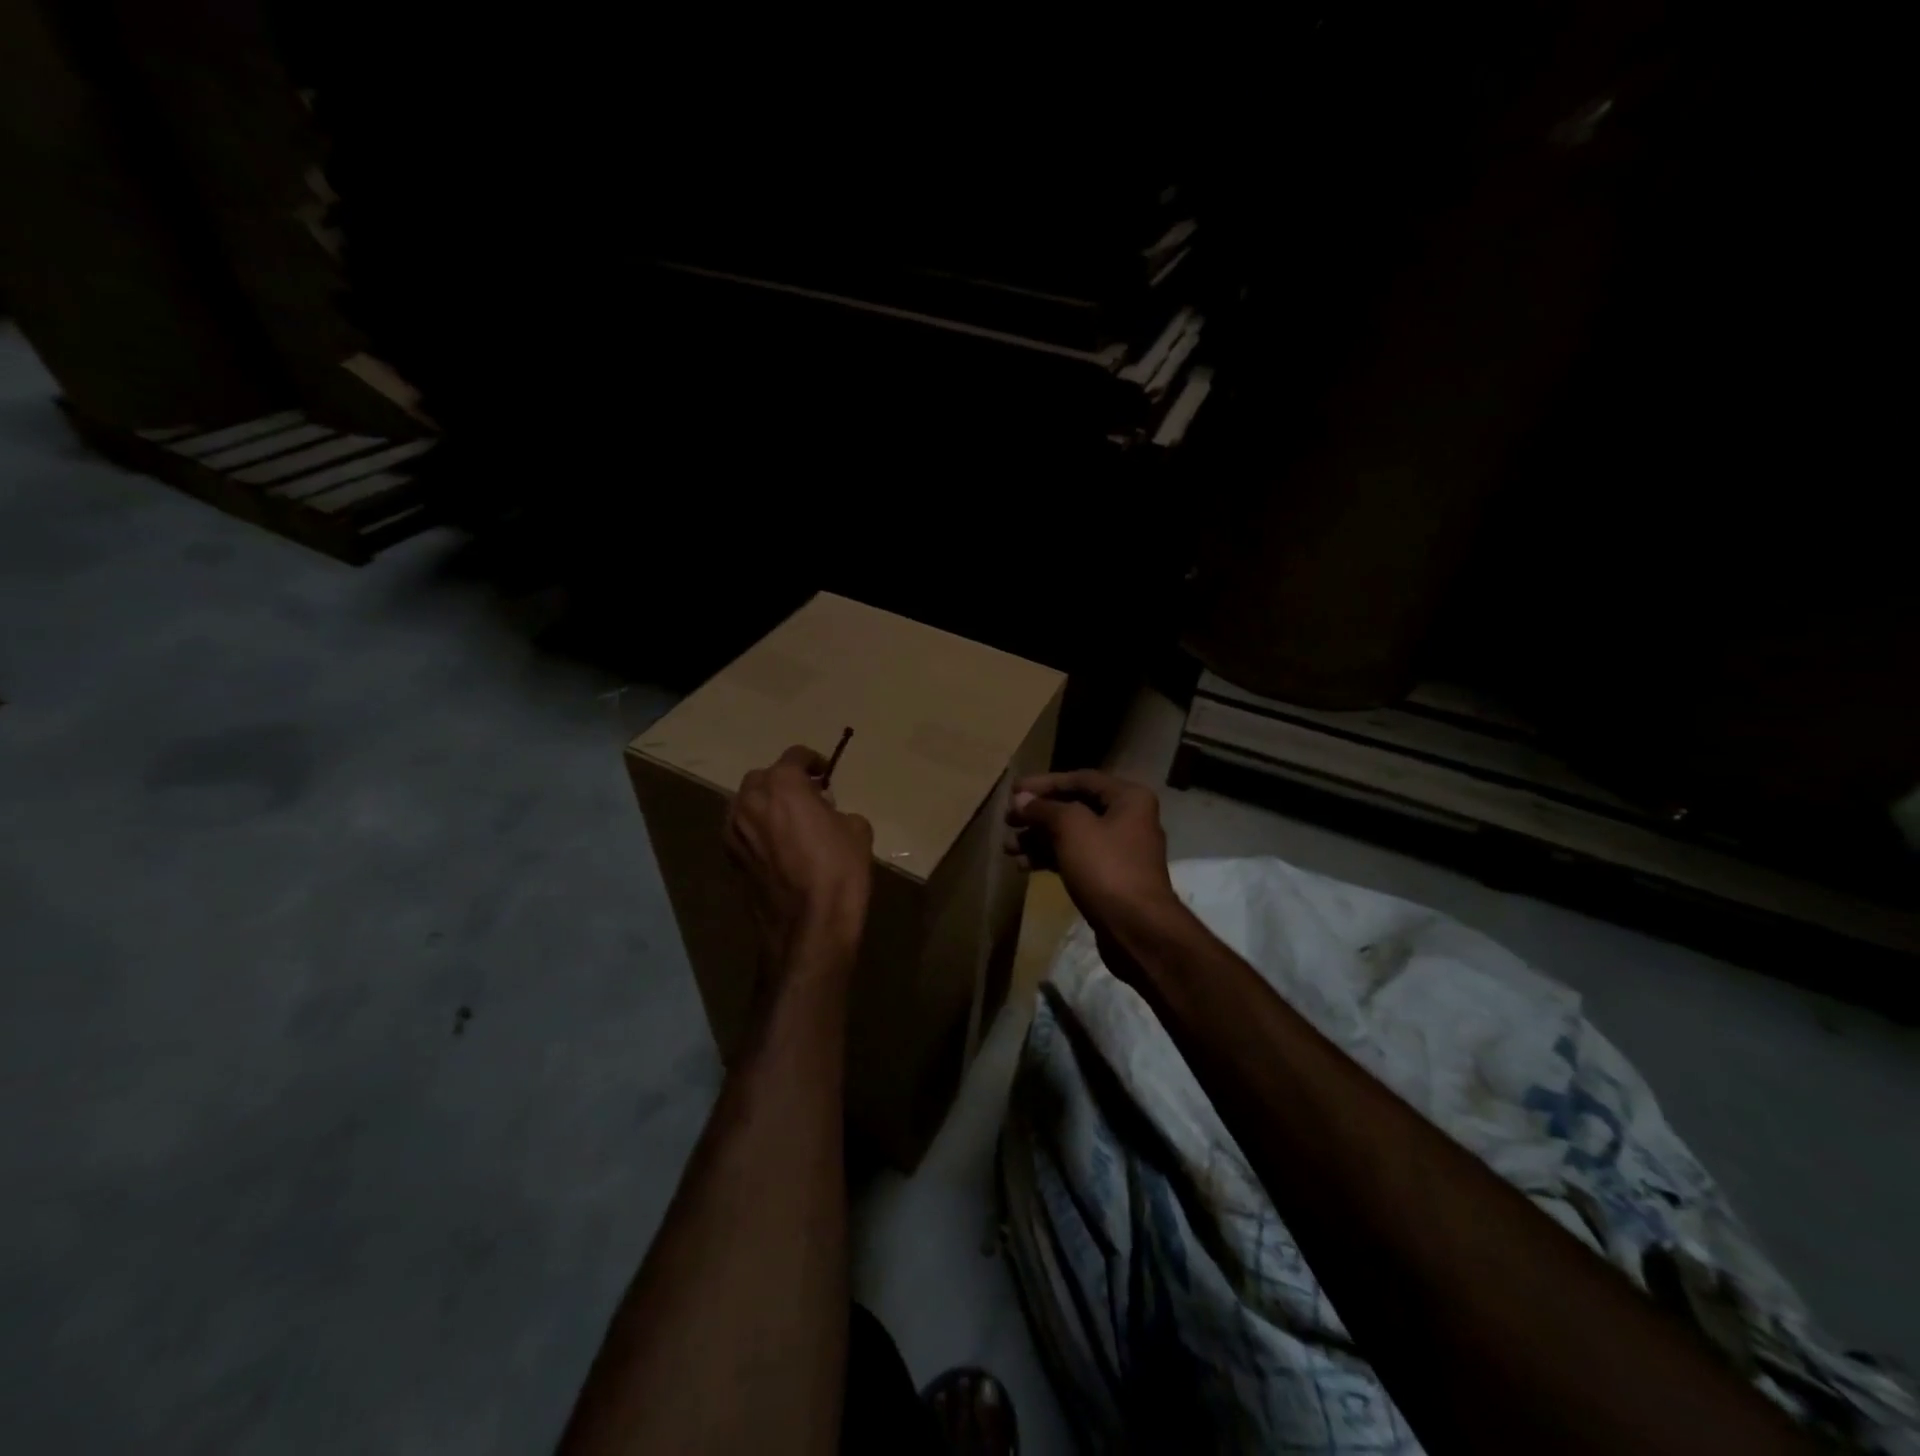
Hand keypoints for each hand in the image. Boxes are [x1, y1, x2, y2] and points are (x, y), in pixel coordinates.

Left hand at [726, 745, 874, 970]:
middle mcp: (750, 800)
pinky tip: (778, 848)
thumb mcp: (857, 830)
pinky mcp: (729, 858)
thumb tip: (827, 815)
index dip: (813, 761)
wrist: (809, 926)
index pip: (795, 756)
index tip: (825, 775)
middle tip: (808, 798)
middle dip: (784, 782)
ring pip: (747, 804)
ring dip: (766, 806)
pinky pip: (742, 831)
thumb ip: (838, 811)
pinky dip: (757, 831)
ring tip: (790, 823)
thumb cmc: (839, 871)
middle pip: (764, 778)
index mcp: (783, 785)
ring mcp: (734, 831)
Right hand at [1003, 771, 1181, 944]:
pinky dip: (1050, 858)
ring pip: (1071, 835)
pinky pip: (1075, 858)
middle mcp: (1127, 818)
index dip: (1044, 783)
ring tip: (1008, 849)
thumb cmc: (1106, 867)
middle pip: (1074, 807)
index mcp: (1128, 798)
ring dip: (1038, 839)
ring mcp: (1119, 850)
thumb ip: (1044, 808)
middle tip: (1008, 821)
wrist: (1136, 928)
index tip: (1013, 791)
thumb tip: (1021, 799)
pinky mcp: (1109, 877)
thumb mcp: (1071, 828)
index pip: (1080, 779)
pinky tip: (1023, 866)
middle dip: (1037, 815)